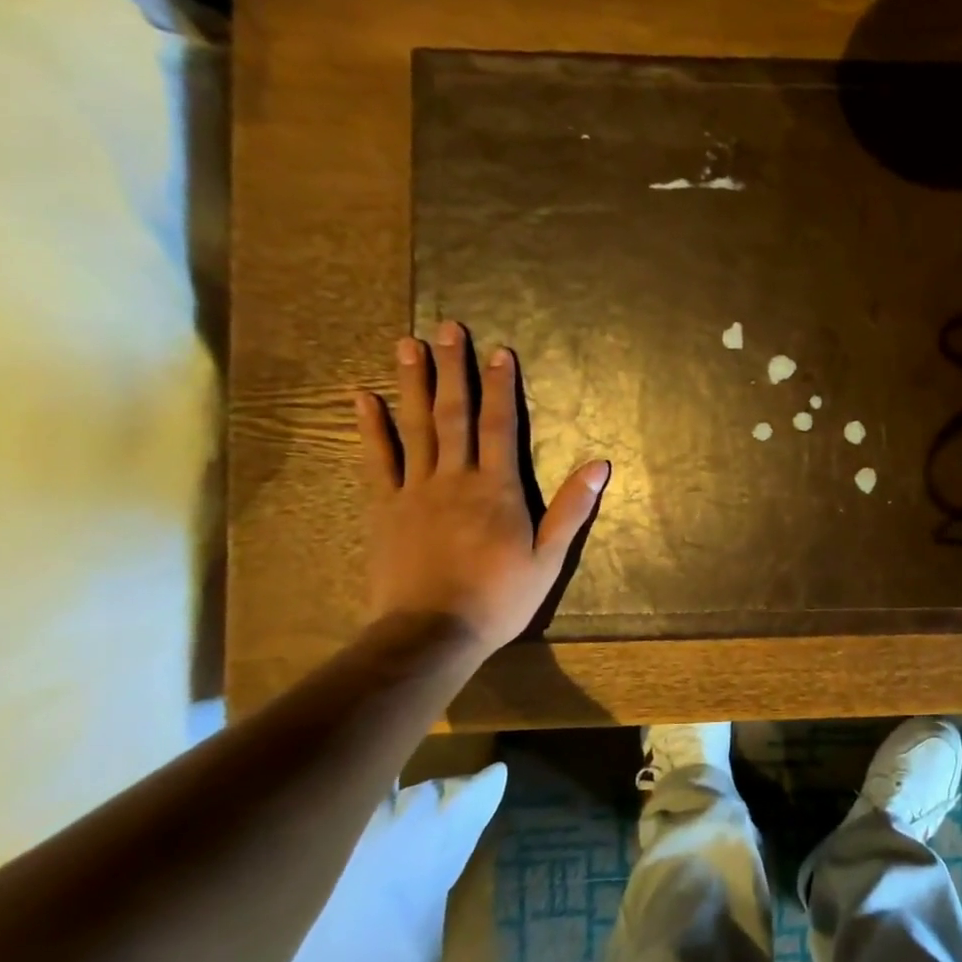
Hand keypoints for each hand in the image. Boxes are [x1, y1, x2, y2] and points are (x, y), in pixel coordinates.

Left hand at [355, 321, 609, 653]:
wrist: (431, 633)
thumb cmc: (499, 597)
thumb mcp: (549, 557)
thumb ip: (571, 508)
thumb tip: (600, 464)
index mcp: (496, 488)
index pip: (502, 426)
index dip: (502, 387)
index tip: (498, 351)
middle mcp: (454, 478)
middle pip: (454, 414)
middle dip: (452, 370)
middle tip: (446, 328)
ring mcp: (414, 490)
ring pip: (414, 427)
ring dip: (411, 383)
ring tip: (407, 344)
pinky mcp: (383, 508)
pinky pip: (376, 459)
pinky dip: (369, 427)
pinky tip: (361, 397)